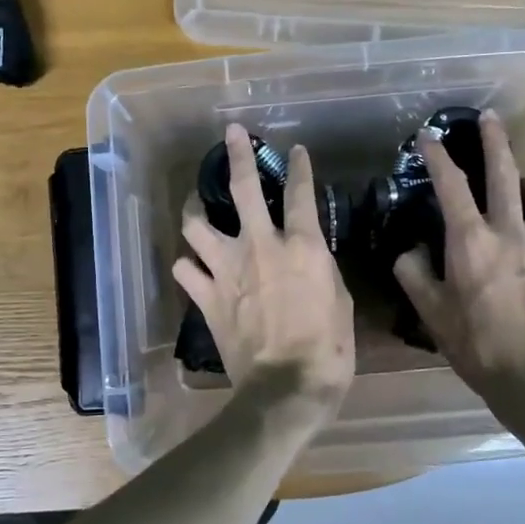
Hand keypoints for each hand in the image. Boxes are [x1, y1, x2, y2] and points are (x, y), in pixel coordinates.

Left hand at [174, 124, 355, 404]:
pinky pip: (184, 270)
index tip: (296, 151)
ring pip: (196, 224)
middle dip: (236, 154)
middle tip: (230, 134)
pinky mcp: (206, 297)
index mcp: (301, 246)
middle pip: (242, 187)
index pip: (300, 193)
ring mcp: (226, 269)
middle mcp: (259, 246)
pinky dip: (187, 264)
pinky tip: (191, 264)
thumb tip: (309, 258)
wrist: (285, 389)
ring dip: (195, 209)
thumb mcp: (339, 302)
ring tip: (196, 204)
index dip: (299, 167)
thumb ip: (320, 269)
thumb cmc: (327, 349)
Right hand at [393, 110, 524, 407]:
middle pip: (506, 173)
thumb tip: (411, 251)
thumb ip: (414, 274)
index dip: (437, 156)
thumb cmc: (475, 344)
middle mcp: (510, 232)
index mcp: (471, 242)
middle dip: (495, 140)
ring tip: (521, 184)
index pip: (451, 186)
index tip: (427, 136)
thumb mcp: (430, 312)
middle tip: (489, 118)